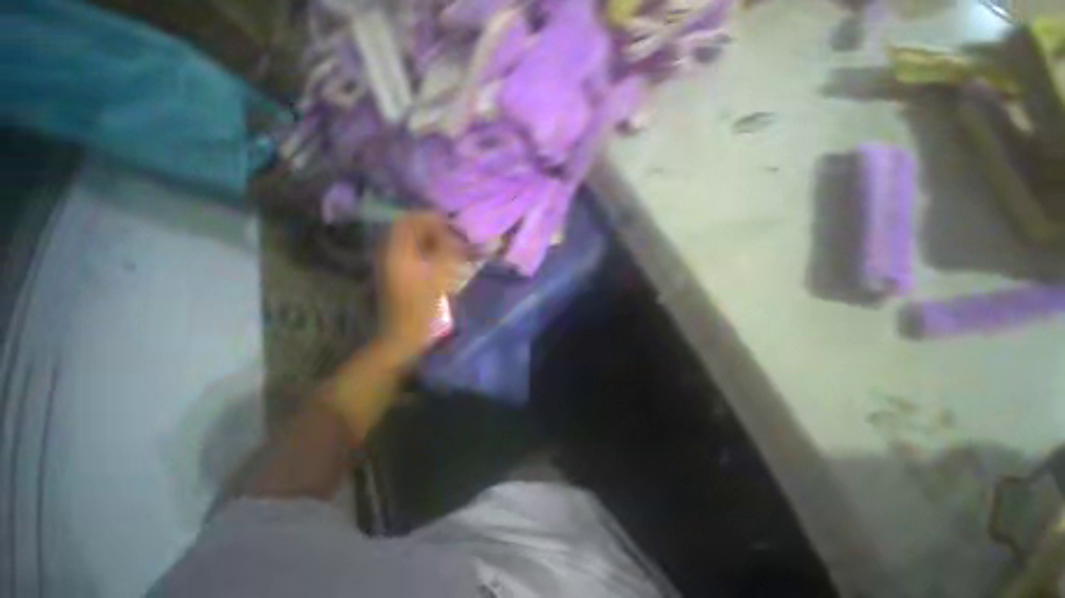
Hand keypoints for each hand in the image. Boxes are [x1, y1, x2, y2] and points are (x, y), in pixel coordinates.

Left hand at [378, 212, 464, 363]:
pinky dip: (425, 250)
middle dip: (432, 228)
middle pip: (408, 228)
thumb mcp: (440, 277)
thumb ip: (448, 251)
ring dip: (430, 239)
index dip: (432, 218)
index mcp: (397, 252)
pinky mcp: (394, 274)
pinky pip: (410, 252)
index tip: (453, 225)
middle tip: (454, 236)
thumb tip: (455, 234)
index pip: (410, 220)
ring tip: (450, 247)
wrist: (403, 335)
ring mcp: (390, 264)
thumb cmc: (423, 307)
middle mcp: (389, 253)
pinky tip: (440, 259)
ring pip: (410, 240)